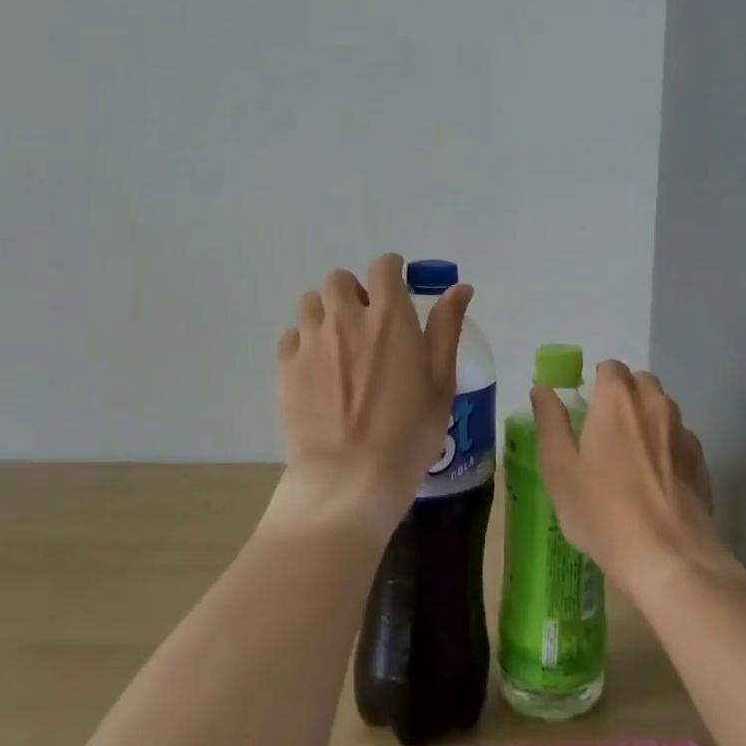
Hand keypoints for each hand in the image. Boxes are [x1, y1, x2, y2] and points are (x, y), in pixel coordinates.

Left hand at [269, 254, 473, 537]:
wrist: (350, 479)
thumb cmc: (408, 432)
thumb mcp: (441, 381)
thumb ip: (446, 327)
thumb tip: (459, 288)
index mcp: (389, 317)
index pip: (384, 266)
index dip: (392, 271)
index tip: (399, 289)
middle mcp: (346, 318)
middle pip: (340, 279)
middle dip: (355, 291)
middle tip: (368, 322)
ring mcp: (311, 342)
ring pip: (311, 303)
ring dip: (327, 312)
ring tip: (340, 344)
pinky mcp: (286, 368)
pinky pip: (292, 337)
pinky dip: (305, 342)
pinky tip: (318, 370)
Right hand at [531, 361, 726, 601]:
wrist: (669, 557)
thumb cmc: (603, 511)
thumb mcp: (560, 469)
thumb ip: (550, 422)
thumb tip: (542, 389)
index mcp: (617, 400)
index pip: (610, 368)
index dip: (597, 383)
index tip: (586, 409)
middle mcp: (654, 404)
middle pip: (640, 382)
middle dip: (624, 395)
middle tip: (605, 431)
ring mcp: (683, 432)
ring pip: (663, 408)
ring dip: (647, 418)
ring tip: (631, 457)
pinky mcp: (701, 461)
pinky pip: (680, 438)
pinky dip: (667, 446)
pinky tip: (656, 479)